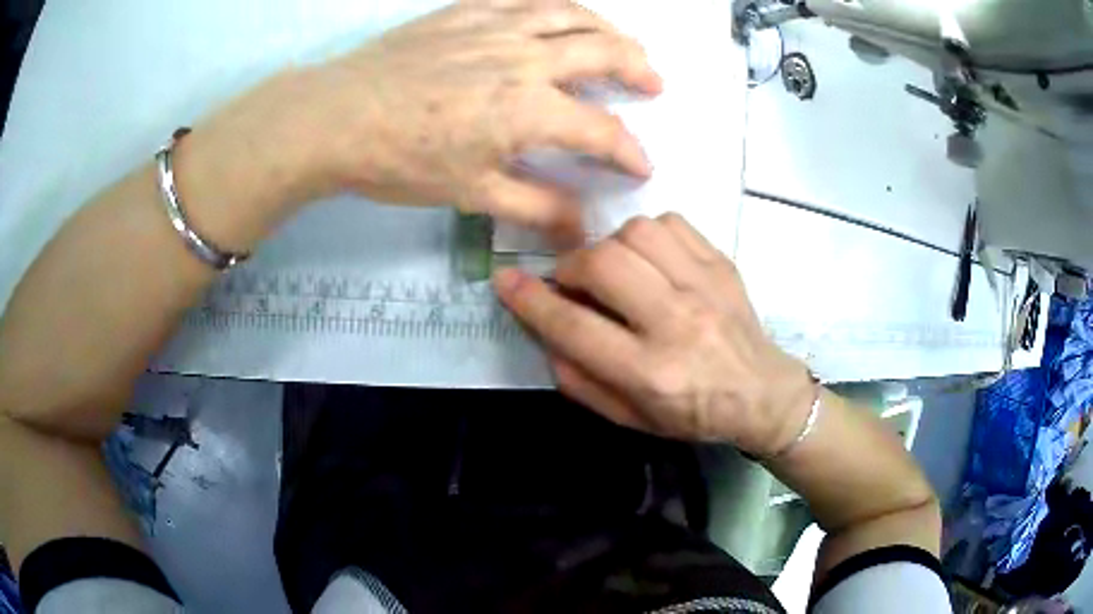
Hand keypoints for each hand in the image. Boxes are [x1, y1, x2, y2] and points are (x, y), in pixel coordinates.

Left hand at [209, 0, 661, 242]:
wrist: (338, 116)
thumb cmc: (401, 159)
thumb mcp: (471, 194)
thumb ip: (535, 206)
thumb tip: (582, 229)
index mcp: (529, 109)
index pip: (601, 131)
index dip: (629, 152)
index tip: (641, 165)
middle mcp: (526, 57)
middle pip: (604, 52)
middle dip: (639, 69)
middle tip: (652, 83)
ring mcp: (497, 25)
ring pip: (572, 14)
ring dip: (607, 28)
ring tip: (620, 41)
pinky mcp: (468, 10)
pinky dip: (557, 6)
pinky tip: (560, 15)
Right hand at [494, 214, 814, 456]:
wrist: (761, 393)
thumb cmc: (692, 414)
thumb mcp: (629, 417)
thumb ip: (579, 380)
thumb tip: (544, 331)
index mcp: (651, 372)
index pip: (575, 327)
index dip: (530, 300)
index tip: (505, 281)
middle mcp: (677, 323)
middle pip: (604, 264)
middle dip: (571, 267)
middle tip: (573, 282)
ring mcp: (705, 287)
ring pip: (637, 233)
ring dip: (610, 247)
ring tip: (615, 270)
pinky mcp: (722, 265)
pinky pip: (671, 223)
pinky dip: (648, 234)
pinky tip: (650, 259)